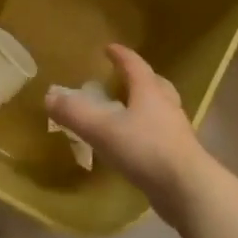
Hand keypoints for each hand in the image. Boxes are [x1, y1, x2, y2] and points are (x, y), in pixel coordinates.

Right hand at [43, 44, 207, 213]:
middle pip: (155, 84)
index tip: (109, 48)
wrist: (188, 189)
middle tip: (123, 78)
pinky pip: (160, 135)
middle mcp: (166, 106)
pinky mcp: (179, 156)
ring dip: (145, 106)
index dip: (121, 55)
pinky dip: (147, 132)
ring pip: (161, 110)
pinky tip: (134, 145)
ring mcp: (176, 132)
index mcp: (149, 92)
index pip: (135, 65)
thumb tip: (49, 96)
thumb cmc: (145, 150)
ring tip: (126, 112)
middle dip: (139, 78)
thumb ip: (74, 113)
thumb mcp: (101, 129)